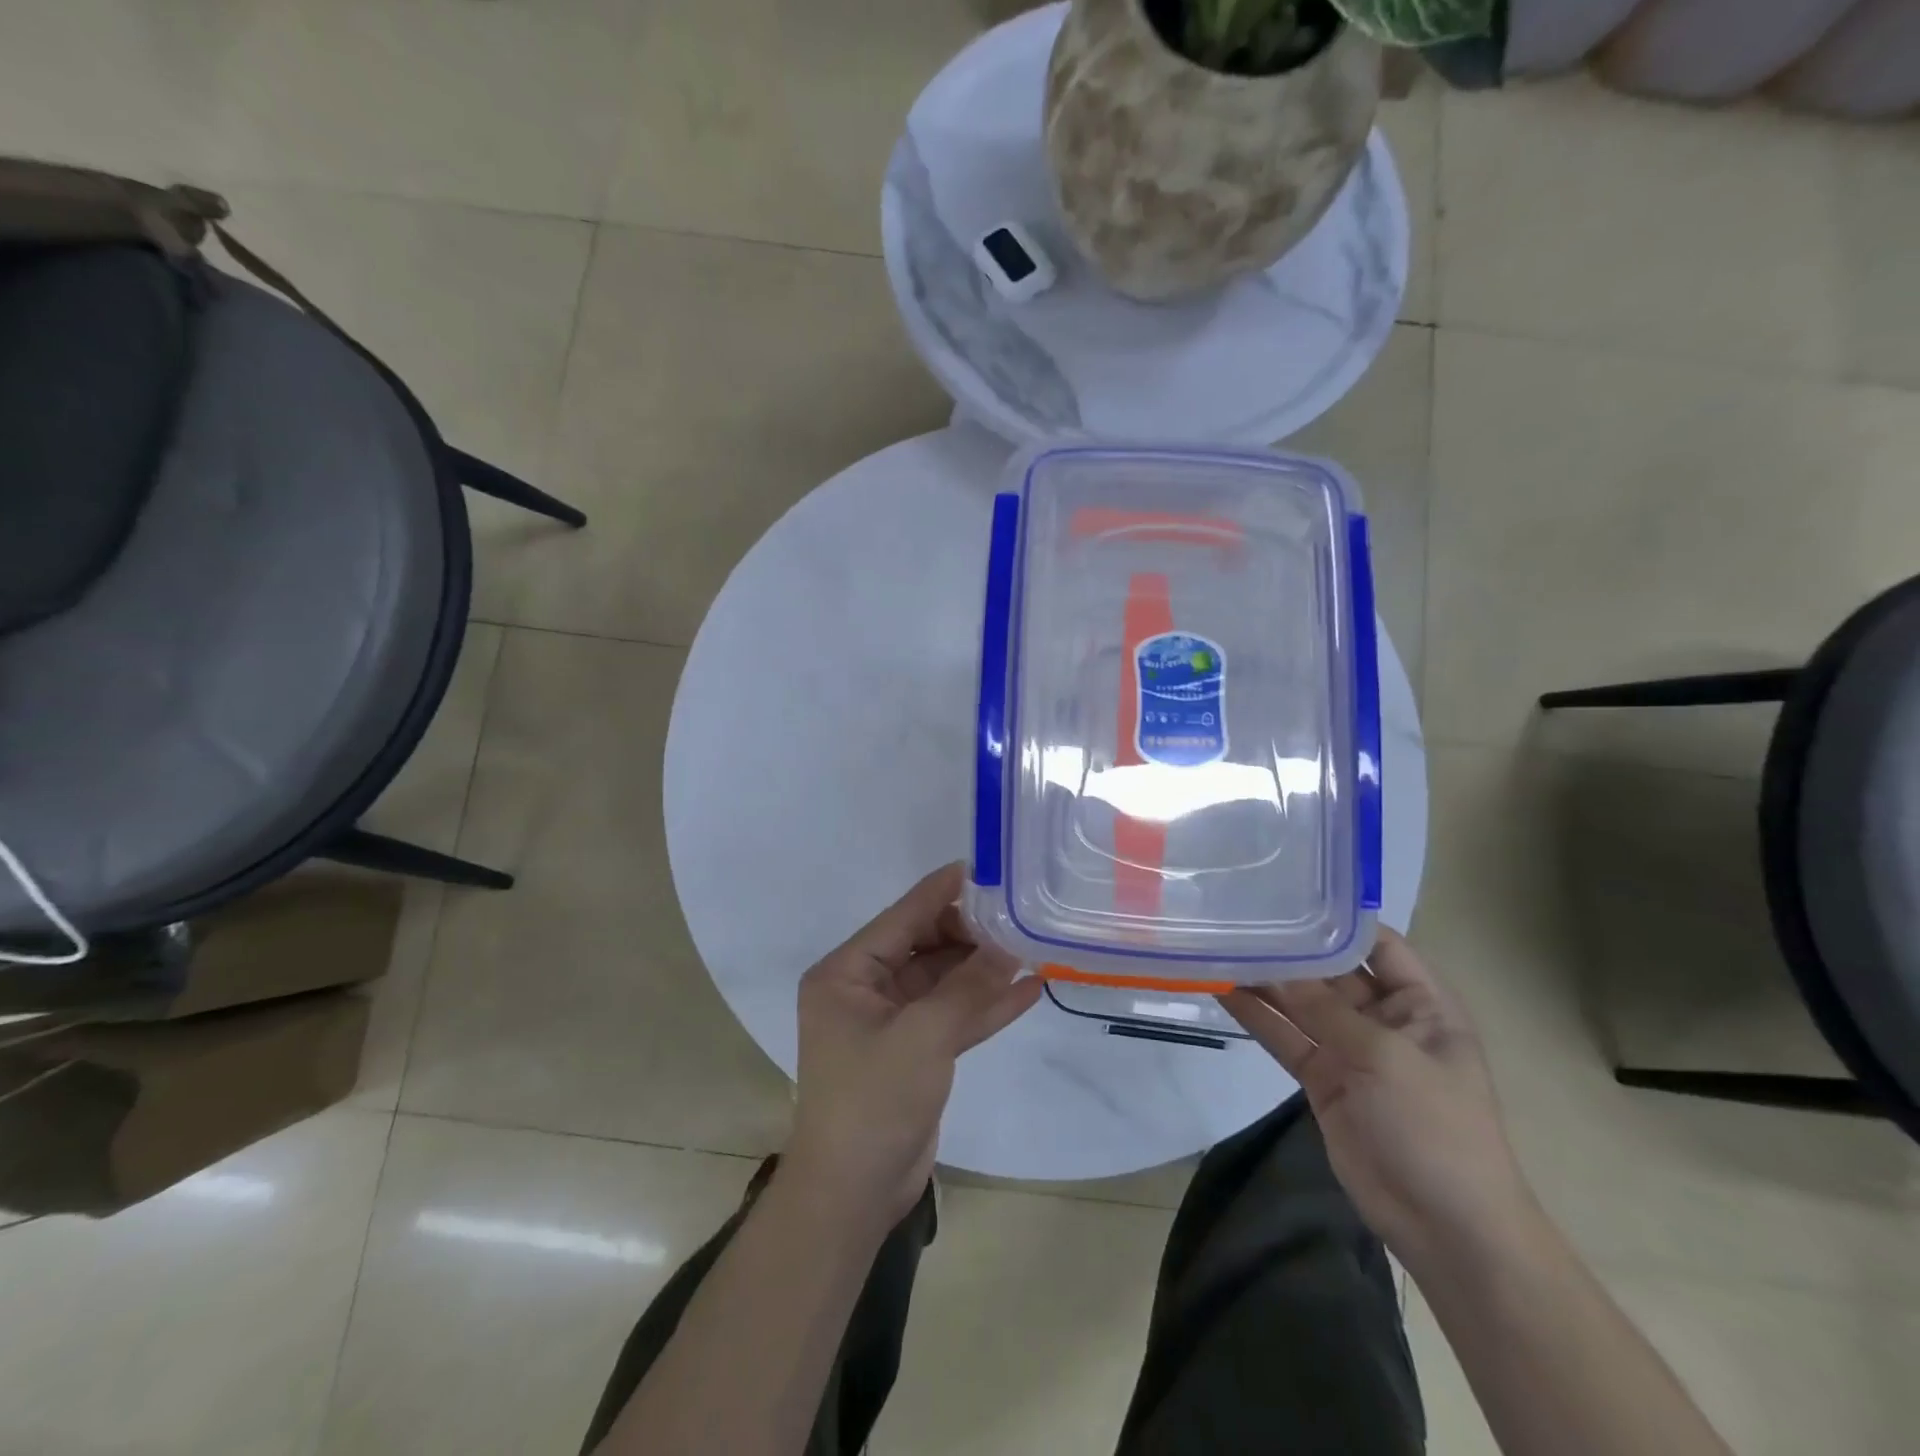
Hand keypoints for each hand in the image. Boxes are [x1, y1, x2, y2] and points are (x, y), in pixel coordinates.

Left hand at [787, 862, 1042, 1225]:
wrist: (855, 1195)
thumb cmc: (872, 1103)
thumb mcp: (922, 1038)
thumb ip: (968, 988)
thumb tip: (1010, 946)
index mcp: (847, 973)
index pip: (902, 917)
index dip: (942, 892)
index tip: (984, 869)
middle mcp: (866, 988)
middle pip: (926, 944)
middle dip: (971, 933)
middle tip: (1020, 916)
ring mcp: (893, 1019)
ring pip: (944, 979)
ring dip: (984, 968)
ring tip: (1032, 946)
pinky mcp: (916, 1049)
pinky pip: (953, 1014)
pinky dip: (986, 1004)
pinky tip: (1029, 988)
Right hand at [1220, 928, 1537, 1267]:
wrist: (1445, 1227)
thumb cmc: (1435, 1127)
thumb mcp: (1383, 1058)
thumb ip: (1323, 1009)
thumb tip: (1272, 965)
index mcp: (1421, 1003)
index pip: (1377, 942)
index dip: (1336, 916)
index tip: (1286, 888)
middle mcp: (1383, 1017)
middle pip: (1329, 970)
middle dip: (1288, 947)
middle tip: (1236, 914)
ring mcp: (1349, 1048)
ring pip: (1300, 1003)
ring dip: (1264, 979)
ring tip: (1218, 944)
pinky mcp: (1321, 1078)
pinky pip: (1284, 1037)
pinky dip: (1255, 1016)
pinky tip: (1221, 988)